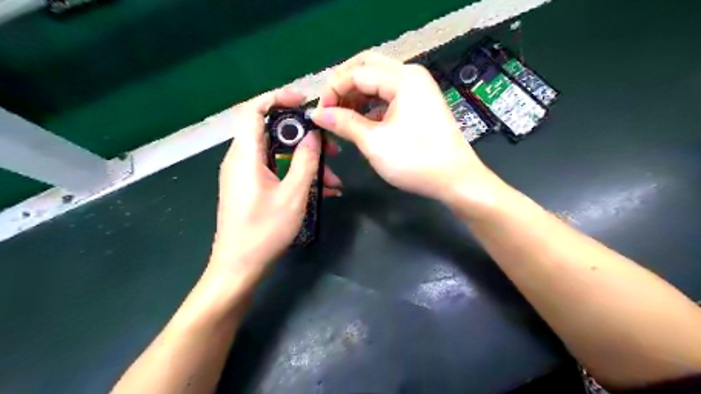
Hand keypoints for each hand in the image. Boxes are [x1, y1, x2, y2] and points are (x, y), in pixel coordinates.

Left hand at [209, 89, 344, 285]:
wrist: (239, 267)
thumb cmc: (264, 231)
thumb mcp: (293, 195)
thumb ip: (305, 161)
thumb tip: (313, 135)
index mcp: (245, 155)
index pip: (254, 110)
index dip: (278, 98)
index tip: (305, 101)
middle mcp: (242, 159)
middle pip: (272, 132)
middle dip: (304, 137)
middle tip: (331, 148)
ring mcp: (246, 174)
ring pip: (279, 154)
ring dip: (307, 162)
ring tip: (334, 179)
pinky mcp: (252, 187)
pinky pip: (277, 171)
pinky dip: (298, 175)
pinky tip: (323, 190)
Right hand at [310, 52, 496, 207]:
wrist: (455, 179)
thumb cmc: (415, 161)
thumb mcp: (374, 142)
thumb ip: (344, 123)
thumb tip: (318, 114)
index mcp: (402, 78)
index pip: (356, 73)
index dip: (333, 91)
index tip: (319, 114)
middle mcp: (411, 74)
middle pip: (366, 66)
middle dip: (343, 84)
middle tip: (327, 107)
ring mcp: (417, 87)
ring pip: (377, 79)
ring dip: (356, 94)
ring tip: (340, 116)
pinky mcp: (419, 102)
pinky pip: (388, 94)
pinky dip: (370, 104)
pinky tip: (360, 120)